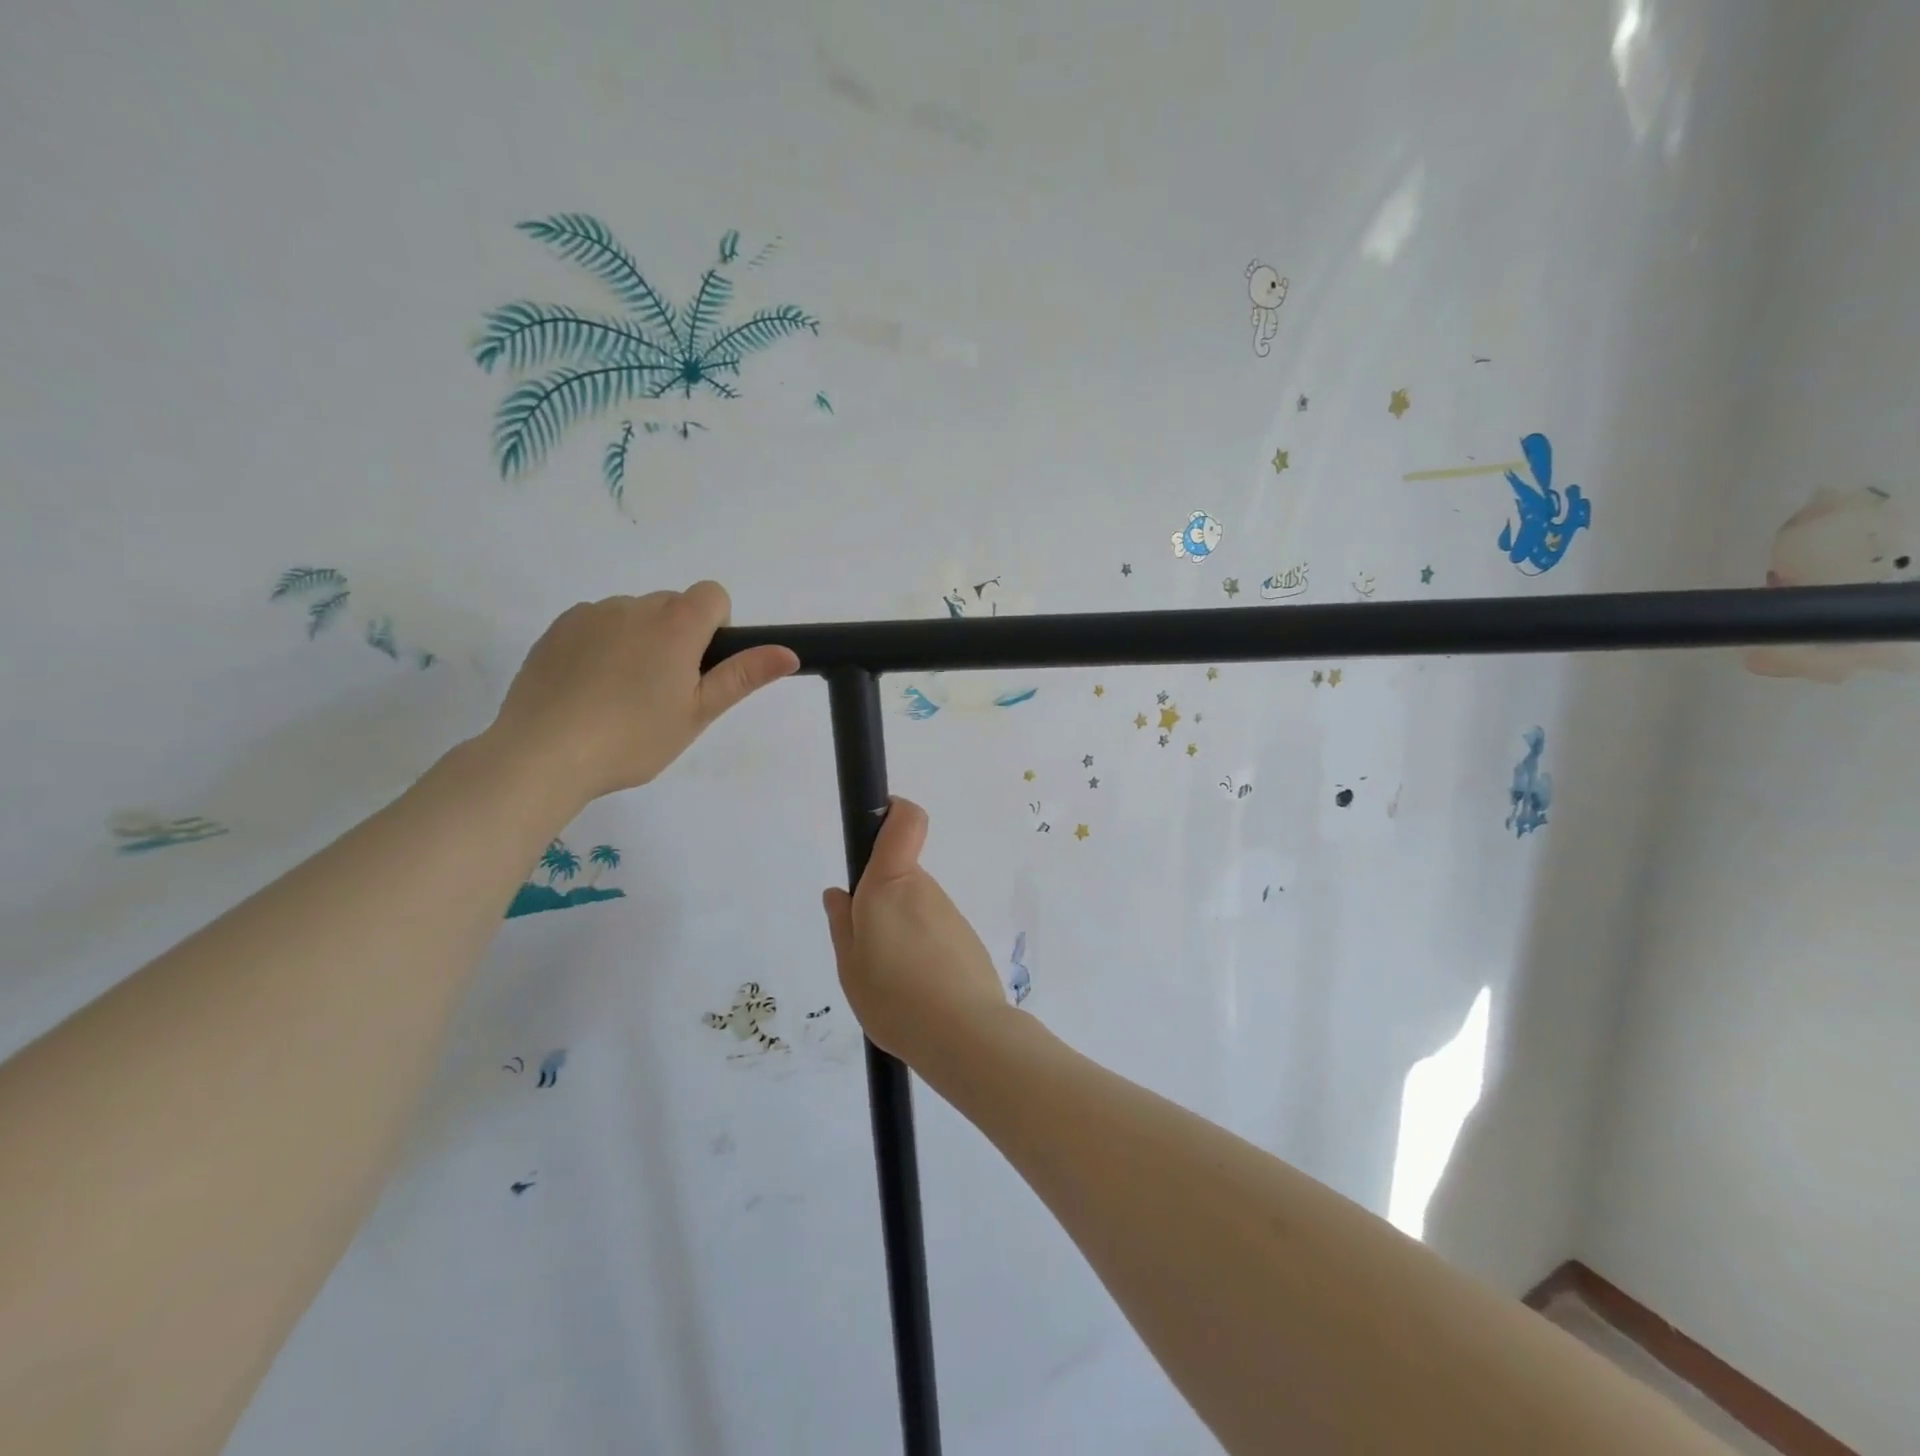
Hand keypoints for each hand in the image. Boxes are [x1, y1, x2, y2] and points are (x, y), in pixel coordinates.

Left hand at [484, 583, 797, 807]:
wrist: (544, 753)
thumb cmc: (634, 738)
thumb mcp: (698, 712)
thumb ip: (743, 676)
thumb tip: (789, 652)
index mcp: (675, 624)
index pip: (713, 594)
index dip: (717, 625)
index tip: (700, 666)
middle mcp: (634, 606)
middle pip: (672, 604)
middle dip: (677, 636)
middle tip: (663, 691)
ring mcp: (591, 614)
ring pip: (633, 615)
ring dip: (639, 639)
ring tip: (621, 695)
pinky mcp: (557, 629)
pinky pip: (596, 623)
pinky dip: (602, 645)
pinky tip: (589, 688)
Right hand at [822, 798, 1011, 1065]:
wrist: (965, 1035)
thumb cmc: (893, 997)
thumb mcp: (850, 966)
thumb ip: (842, 924)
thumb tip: (838, 893)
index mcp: (890, 884)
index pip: (905, 820)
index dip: (892, 811)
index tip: (875, 825)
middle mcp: (924, 889)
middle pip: (901, 876)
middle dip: (881, 902)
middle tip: (867, 951)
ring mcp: (950, 914)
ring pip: (916, 909)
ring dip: (902, 932)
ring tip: (891, 983)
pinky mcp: (967, 940)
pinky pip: (934, 933)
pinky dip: (922, 952)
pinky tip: (916, 992)